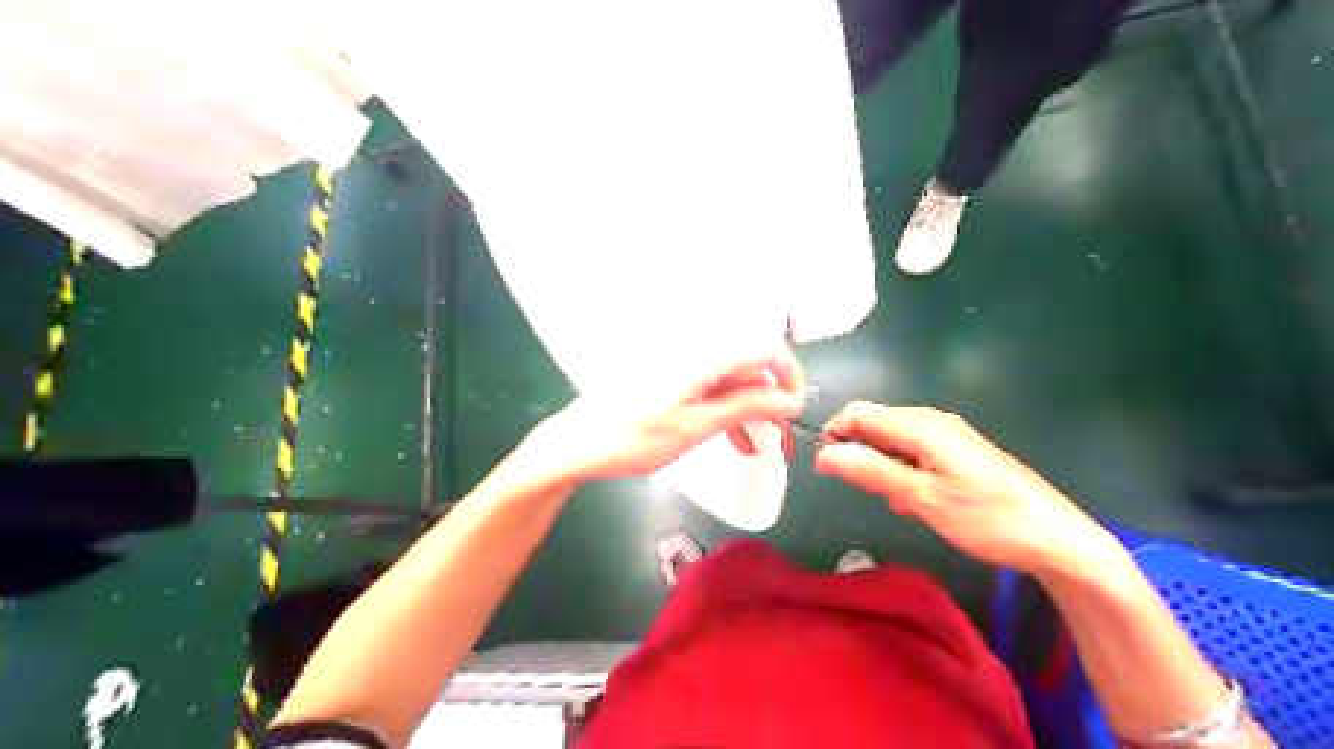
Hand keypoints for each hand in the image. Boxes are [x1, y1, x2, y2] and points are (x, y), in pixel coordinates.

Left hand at [527, 348, 806, 483]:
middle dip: (769, 399)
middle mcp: (694, 351)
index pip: (761, 347)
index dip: (787, 373)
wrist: (575, 444)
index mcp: (701, 355)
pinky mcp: (669, 380)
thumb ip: (743, 407)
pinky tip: (737, 443)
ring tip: (764, 447)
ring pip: (730, 382)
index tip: (796, 407)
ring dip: (750, 411)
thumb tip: (788, 398)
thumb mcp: (693, 427)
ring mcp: (680, 366)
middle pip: (746, 366)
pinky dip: (726, 413)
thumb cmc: (632, 438)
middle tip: (781, 437)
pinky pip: (709, 391)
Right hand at [819, 405, 1117, 571]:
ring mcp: (946, 435)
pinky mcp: (956, 451)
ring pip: (891, 441)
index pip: (857, 412)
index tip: (827, 472)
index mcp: (921, 425)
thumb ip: (870, 471)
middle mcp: (931, 420)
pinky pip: (913, 453)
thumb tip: (823, 453)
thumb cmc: (987, 518)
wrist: (1055, 538)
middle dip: (860, 455)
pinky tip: (918, 502)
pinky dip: (903, 473)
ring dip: (882, 468)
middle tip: (874, 494)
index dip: (834, 436)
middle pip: (874, 424)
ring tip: (900, 503)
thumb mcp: (922, 498)